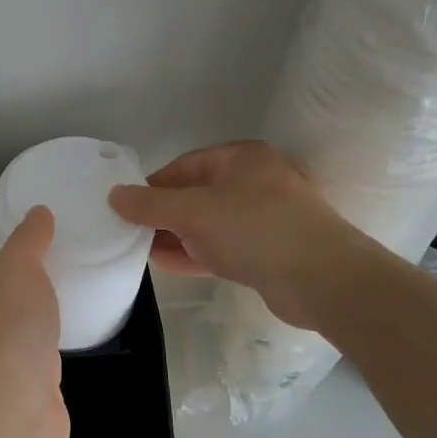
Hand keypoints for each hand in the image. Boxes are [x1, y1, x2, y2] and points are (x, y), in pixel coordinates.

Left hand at [0, 206, 68, 437]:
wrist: (11, 410)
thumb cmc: (6, 329)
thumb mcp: (18, 268)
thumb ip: (28, 240)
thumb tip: (38, 212)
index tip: (18, 240)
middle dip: (15, 283)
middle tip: (52, 262)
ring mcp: (1, 362)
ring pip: (17, 329)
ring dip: (35, 315)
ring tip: (66, 292)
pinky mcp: (28, 388)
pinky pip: (41, 357)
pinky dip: (53, 345)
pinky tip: (73, 335)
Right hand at [108, 141, 373, 331]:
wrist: (322, 279)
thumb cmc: (254, 230)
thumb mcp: (193, 212)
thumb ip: (150, 205)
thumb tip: (113, 195)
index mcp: (241, 158)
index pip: (184, 166)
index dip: (152, 186)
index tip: (125, 208)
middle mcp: (255, 182)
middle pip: (196, 194)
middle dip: (162, 214)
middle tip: (128, 232)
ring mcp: (265, 218)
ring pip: (209, 223)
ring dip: (176, 236)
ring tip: (140, 251)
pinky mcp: (269, 251)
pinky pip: (223, 247)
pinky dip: (196, 253)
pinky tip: (166, 264)